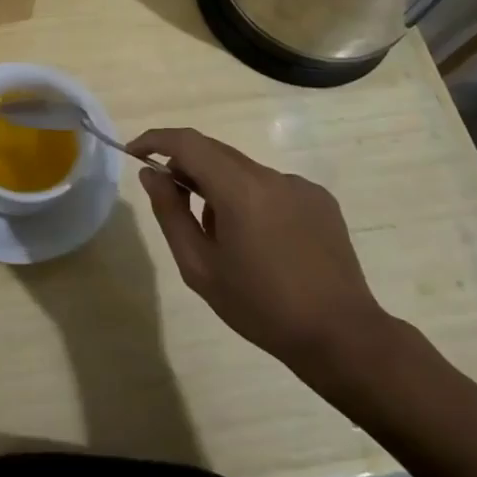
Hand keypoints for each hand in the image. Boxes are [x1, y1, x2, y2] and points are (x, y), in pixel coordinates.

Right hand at [128, 127, 393, 384]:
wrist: (341, 337)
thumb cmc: (261, 306)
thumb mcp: (200, 267)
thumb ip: (170, 213)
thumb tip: (151, 174)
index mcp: (239, 188)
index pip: (188, 143)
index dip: (156, 140)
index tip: (134, 152)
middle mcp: (270, 175)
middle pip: (215, 152)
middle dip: (186, 165)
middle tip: (169, 196)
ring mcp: (299, 185)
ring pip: (243, 171)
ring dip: (220, 187)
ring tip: (222, 237)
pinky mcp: (320, 200)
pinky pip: (272, 187)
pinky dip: (252, 200)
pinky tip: (261, 243)